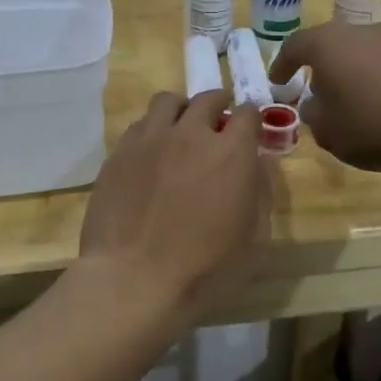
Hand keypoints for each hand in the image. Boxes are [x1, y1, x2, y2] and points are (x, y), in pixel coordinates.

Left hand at [78, 90, 270, 324]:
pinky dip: (151, 130)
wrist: (133, 281)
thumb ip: (262, 193)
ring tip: (181, 129)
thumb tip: (260, 164)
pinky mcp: (118, 154)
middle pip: (207, 99)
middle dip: (218, 106)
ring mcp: (149, 140)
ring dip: (181, 110)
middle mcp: (190, 134)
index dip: (252, 119)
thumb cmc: (205, 270)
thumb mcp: (255, 240)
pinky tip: (151, 153)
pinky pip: (138, 125)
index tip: (250, 130)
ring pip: (167, 102)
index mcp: (231, 153)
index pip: (248, 113)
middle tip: (218, 124)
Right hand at [268, 22, 380, 171]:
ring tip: (349, 101)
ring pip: (359, 53)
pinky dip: (376, 80)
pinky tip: (380, 105)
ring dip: (350, 73)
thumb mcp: (328, 130)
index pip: (294, 46)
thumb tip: (314, 104)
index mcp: (326, 43)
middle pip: (330, 45)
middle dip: (320, 68)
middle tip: (315, 91)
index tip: (277, 81)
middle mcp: (358, 31)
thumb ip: (313, 114)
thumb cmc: (370, 123)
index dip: (282, 65)